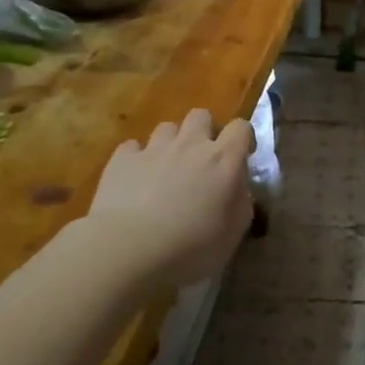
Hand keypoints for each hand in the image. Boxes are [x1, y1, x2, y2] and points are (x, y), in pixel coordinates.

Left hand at [85, 108, 254, 293]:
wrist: (129, 249)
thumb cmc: (191, 247)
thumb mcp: (232, 234)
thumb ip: (241, 203)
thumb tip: (238, 189)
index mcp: (223, 161)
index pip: (241, 128)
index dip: (242, 139)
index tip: (239, 159)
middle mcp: (190, 145)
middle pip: (201, 115)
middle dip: (204, 131)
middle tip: (201, 161)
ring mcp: (153, 148)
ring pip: (167, 128)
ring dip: (171, 144)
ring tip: (166, 170)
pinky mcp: (122, 159)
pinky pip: (133, 147)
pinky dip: (138, 158)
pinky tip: (135, 180)